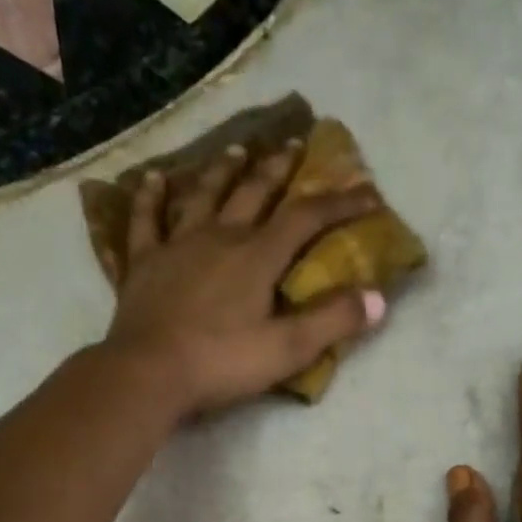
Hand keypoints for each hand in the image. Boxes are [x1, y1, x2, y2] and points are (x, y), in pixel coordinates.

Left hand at [103, 141, 386, 414]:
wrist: (149, 374)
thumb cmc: (222, 363)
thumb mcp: (287, 349)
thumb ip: (333, 321)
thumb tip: (378, 298)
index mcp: (257, 256)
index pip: (306, 218)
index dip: (340, 203)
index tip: (368, 194)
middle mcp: (219, 237)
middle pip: (254, 192)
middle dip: (279, 170)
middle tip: (293, 147)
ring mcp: (177, 246)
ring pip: (203, 196)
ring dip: (222, 171)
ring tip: (237, 151)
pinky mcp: (143, 263)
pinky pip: (145, 220)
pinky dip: (150, 197)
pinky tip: (153, 179)